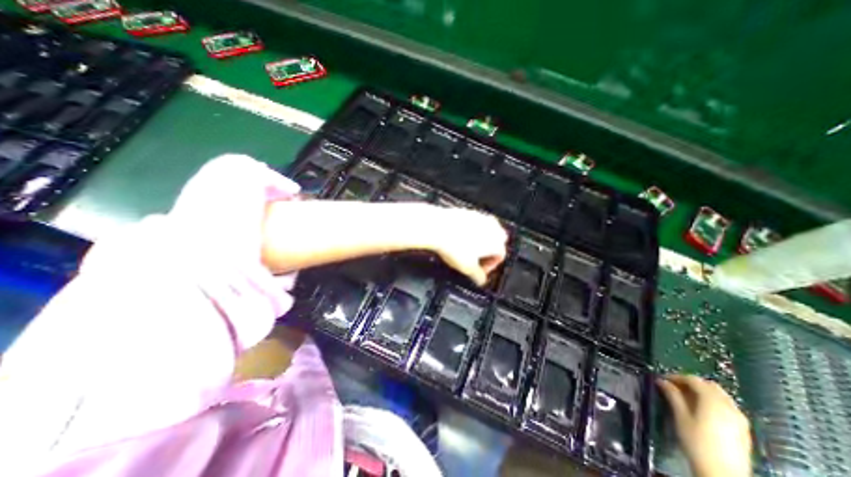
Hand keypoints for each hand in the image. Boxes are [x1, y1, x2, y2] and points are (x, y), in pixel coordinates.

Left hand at [428, 206, 507, 285]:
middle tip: (475, 259)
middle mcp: (493, 227)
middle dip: (488, 251)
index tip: (479, 270)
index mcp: (497, 242)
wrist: (437, 228)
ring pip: (486, 230)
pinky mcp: (468, 211)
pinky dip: (470, 231)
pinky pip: (474, 223)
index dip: (489, 266)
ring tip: (466, 248)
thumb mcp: (467, 268)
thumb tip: (480, 279)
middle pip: (496, 241)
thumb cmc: (454, 246)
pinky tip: (458, 238)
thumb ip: (478, 276)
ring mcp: (481, 217)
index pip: (500, 257)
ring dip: (479, 240)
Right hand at [657, 376, 749, 476]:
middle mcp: (729, 407)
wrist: (723, 474)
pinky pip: (726, 406)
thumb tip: (662, 381)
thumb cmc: (697, 442)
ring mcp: (740, 419)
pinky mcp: (743, 429)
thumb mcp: (681, 416)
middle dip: (691, 383)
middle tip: (674, 387)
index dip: (676, 376)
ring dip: (702, 392)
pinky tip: (701, 410)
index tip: (663, 379)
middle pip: (709, 385)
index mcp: (713, 401)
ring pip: (720, 395)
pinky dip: (712, 402)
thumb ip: (672, 395)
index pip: (693, 380)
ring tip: (686, 397)